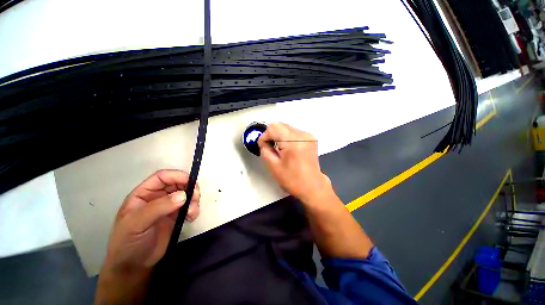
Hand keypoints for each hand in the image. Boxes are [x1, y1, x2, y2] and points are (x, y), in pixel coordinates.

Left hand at [95, 170, 199, 303]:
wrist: (134, 266)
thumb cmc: (128, 243)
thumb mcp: (137, 223)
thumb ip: (159, 207)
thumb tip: (183, 195)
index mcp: (144, 194)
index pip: (162, 177)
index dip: (177, 176)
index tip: (191, 182)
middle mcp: (158, 197)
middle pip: (178, 183)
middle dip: (189, 187)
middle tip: (196, 196)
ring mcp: (168, 207)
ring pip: (186, 194)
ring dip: (193, 199)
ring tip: (192, 212)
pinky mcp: (176, 216)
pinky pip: (189, 206)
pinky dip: (194, 209)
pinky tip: (191, 217)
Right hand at [257, 123, 331, 202]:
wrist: (312, 186)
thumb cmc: (293, 179)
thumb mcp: (273, 166)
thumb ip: (265, 150)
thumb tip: (263, 142)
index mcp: (293, 142)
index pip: (273, 127)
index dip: (265, 136)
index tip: (263, 145)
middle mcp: (303, 135)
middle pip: (281, 125)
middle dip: (272, 134)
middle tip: (269, 146)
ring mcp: (309, 136)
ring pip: (287, 127)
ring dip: (279, 136)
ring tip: (279, 149)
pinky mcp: (311, 138)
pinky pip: (294, 132)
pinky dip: (287, 137)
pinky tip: (287, 148)